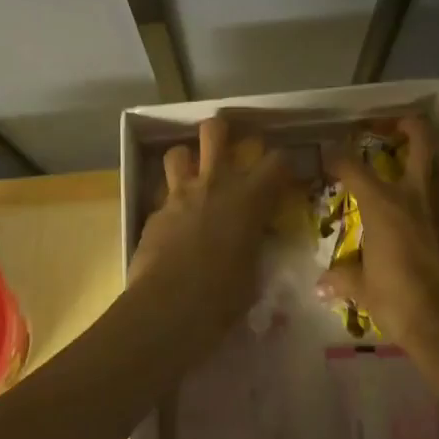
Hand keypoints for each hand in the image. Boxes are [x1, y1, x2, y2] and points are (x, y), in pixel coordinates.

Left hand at [132, 116, 290, 332]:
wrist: (169, 307)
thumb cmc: (224, 295)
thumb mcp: (254, 269)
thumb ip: (254, 243)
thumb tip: (255, 239)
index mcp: (249, 196)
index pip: (277, 160)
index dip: (282, 164)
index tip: (283, 177)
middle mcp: (215, 183)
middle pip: (215, 131)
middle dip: (221, 132)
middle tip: (229, 151)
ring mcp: (181, 195)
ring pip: (178, 152)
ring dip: (187, 161)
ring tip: (194, 176)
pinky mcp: (155, 213)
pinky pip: (163, 195)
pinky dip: (171, 203)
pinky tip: (174, 223)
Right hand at [318, 116, 438, 355]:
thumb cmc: (402, 302)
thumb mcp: (365, 291)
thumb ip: (344, 278)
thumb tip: (321, 284)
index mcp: (384, 203)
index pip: (354, 167)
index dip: (338, 158)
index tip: (329, 158)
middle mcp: (416, 193)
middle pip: (420, 137)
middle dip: (406, 123)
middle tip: (389, 128)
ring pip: (437, 166)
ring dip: (422, 162)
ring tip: (406, 173)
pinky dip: (435, 194)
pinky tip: (425, 212)